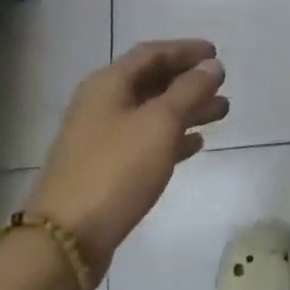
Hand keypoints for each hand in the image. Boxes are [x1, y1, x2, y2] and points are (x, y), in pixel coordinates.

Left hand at [26, 40, 228, 278]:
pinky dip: (172, 137)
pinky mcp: (106, 169)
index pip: (151, 53)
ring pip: (151, 113)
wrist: (67, 238)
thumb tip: (211, 66)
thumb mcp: (160, 124)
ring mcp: (101, 138)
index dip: (185, 50)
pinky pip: (145, 141)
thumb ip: (189, 91)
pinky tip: (195, 144)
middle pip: (151, 82)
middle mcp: (101, 105)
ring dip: (186, 109)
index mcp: (108, 85)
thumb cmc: (116, 169)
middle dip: (189, 81)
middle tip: (222, 85)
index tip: (216, 53)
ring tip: (221, 112)